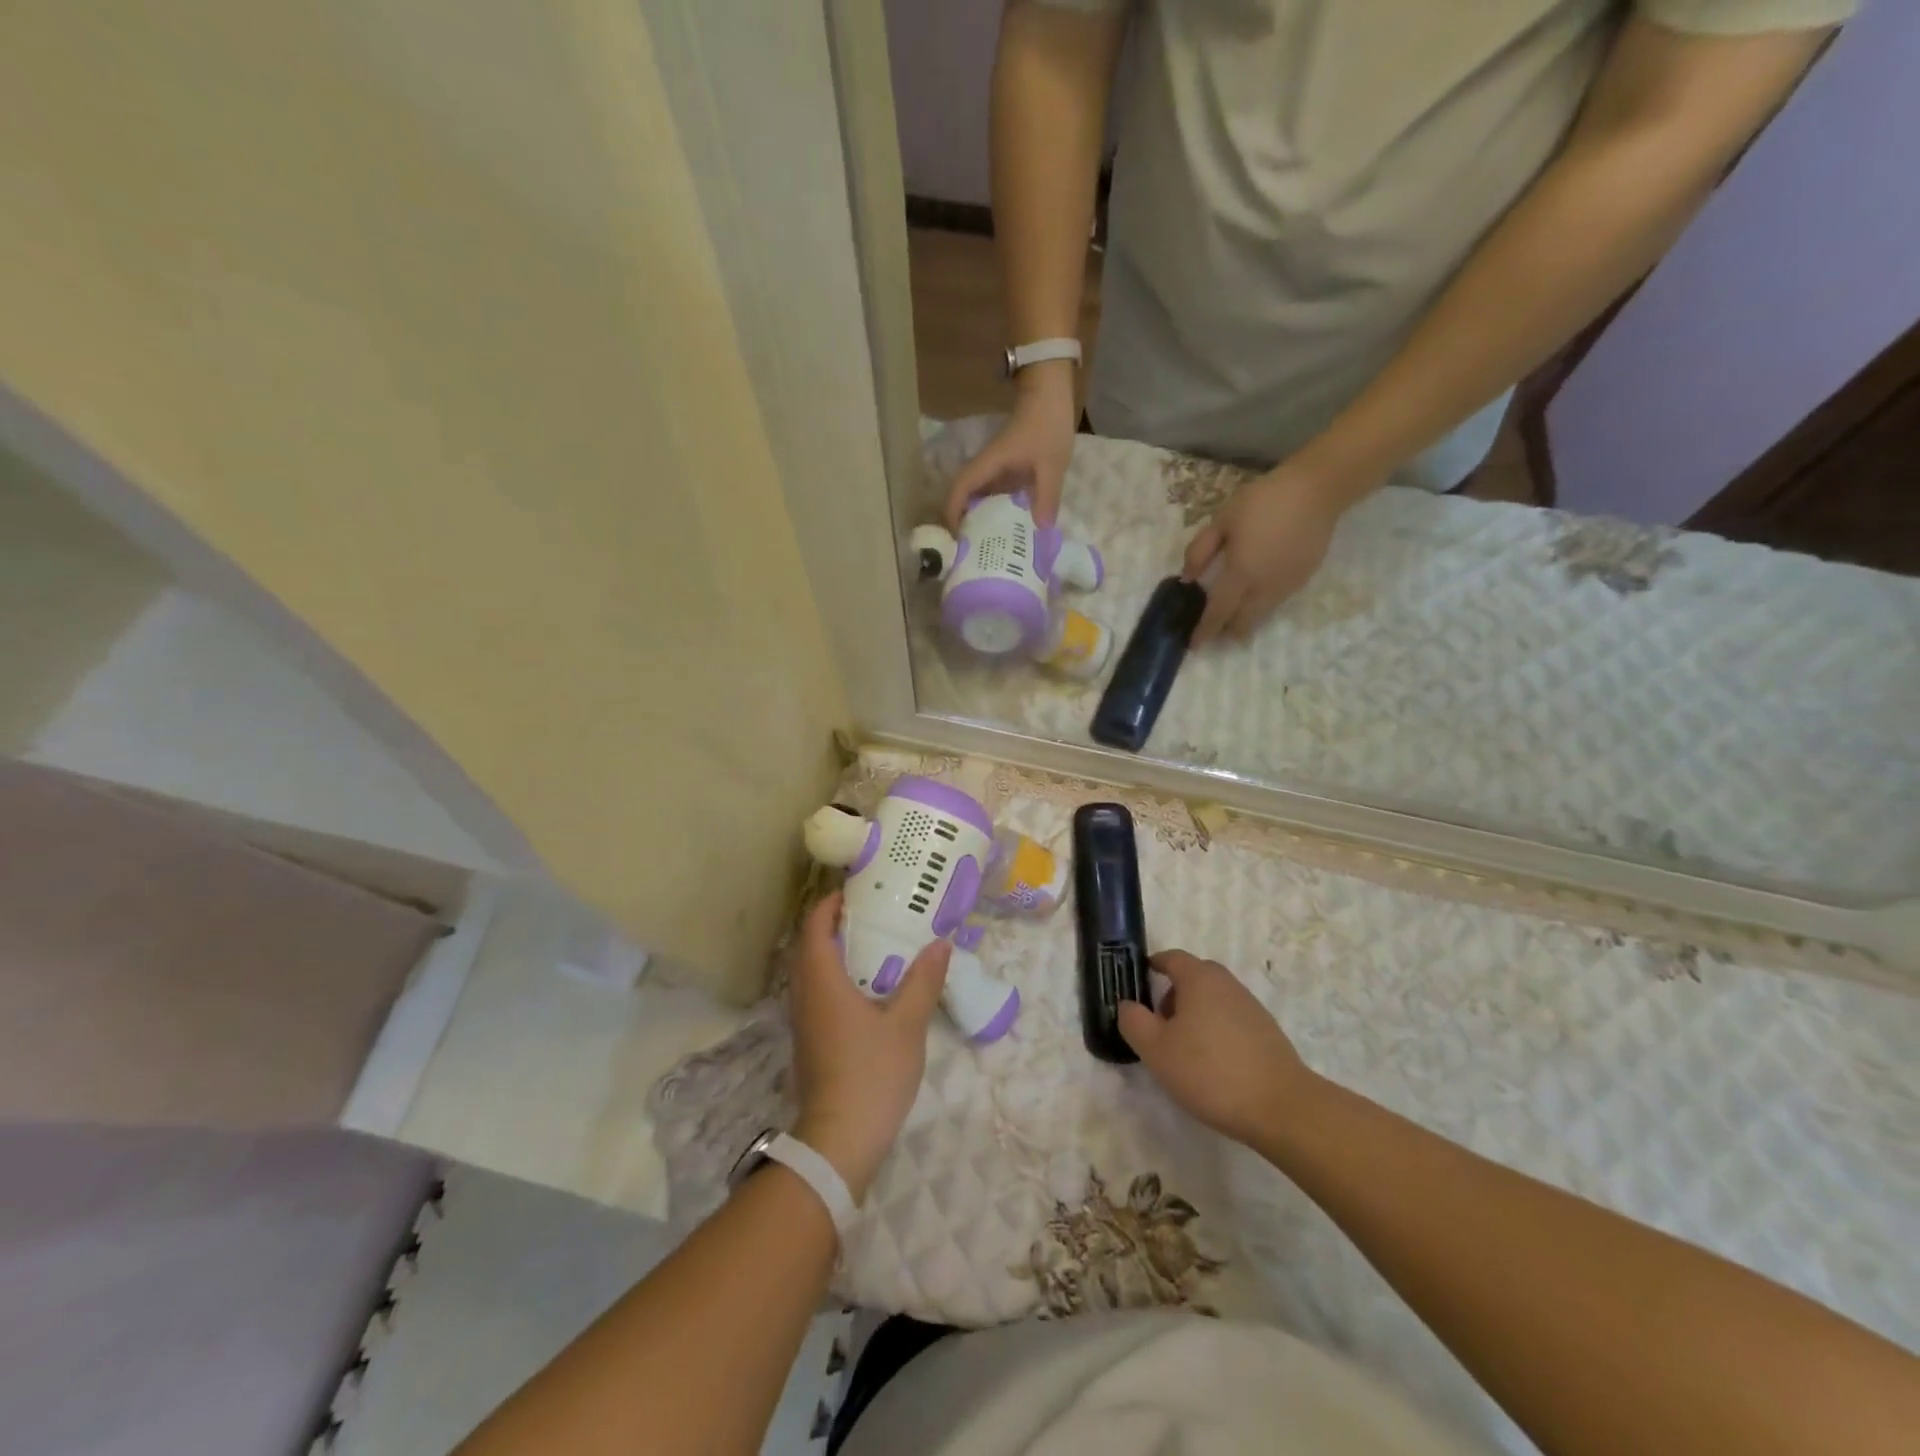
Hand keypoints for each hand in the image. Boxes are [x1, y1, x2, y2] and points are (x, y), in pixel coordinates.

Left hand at [789, 894, 950, 1200]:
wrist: (839, 1141)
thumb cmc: (872, 1074)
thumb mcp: (907, 1024)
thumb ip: (923, 980)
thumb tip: (939, 943)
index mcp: (823, 982)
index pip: (815, 928)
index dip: (830, 905)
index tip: (855, 891)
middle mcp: (805, 996)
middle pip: (809, 947)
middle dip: (834, 925)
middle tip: (870, 913)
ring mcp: (804, 1021)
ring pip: (811, 972)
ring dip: (834, 952)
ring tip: (872, 944)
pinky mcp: (810, 1042)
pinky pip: (816, 994)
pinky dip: (835, 977)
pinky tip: (867, 988)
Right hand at [943, 364, 1078, 529]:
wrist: (1050, 392)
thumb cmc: (1047, 424)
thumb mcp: (1051, 463)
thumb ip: (1046, 496)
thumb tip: (1041, 529)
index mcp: (988, 464)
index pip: (960, 490)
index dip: (953, 514)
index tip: (956, 539)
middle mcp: (985, 467)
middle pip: (964, 497)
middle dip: (964, 523)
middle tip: (972, 550)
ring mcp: (995, 467)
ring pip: (979, 496)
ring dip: (980, 517)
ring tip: (988, 545)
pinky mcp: (1006, 468)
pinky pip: (995, 492)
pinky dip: (996, 509)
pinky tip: (1009, 526)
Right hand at [1117, 950, 1318, 1147]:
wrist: (1282, 1108)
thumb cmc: (1210, 1071)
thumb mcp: (1156, 1049)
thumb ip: (1134, 1021)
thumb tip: (1127, 1005)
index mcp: (1200, 978)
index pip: (1171, 958)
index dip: (1152, 967)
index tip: (1139, 985)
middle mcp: (1227, 984)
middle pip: (1193, 978)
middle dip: (1172, 996)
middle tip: (1158, 1027)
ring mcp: (1251, 1007)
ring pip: (1213, 1001)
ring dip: (1194, 1017)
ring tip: (1184, 1053)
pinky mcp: (1267, 1033)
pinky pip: (1231, 1021)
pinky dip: (1216, 1032)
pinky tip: (1213, 1067)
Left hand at [1182, 462, 1353, 643]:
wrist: (1316, 490)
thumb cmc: (1262, 501)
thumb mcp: (1221, 521)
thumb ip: (1200, 551)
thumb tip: (1187, 578)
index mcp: (1241, 574)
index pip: (1218, 612)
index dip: (1204, 631)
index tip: (1193, 645)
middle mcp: (1264, 588)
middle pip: (1243, 623)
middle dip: (1226, 631)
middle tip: (1213, 627)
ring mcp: (1287, 586)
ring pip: (1261, 616)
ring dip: (1244, 620)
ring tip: (1232, 613)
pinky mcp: (1303, 579)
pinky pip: (1276, 602)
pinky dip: (1261, 605)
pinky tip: (1255, 591)